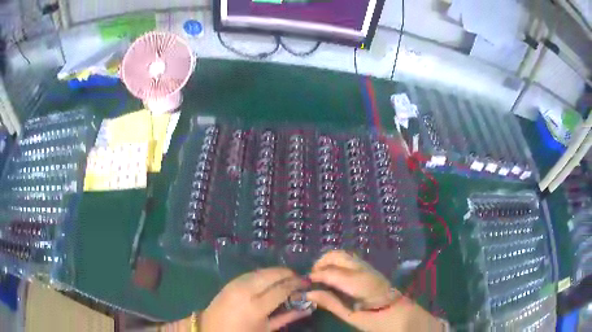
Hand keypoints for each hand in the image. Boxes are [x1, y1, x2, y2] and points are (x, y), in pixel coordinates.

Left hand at [200, 267, 311, 331]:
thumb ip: (287, 316)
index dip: (296, 284)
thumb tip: (308, 306)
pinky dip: (263, 274)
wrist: (211, 330)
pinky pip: (251, 274)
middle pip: (271, 275)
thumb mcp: (267, 329)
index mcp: (256, 307)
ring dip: (276, 272)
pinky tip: (270, 279)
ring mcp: (235, 285)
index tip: (307, 282)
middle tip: (299, 278)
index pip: (281, 289)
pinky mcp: (230, 282)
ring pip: (261, 271)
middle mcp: (245, 292)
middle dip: (288, 274)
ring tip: (286, 278)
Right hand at [306, 250, 437, 331]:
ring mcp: (369, 267)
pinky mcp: (370, 269)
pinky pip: (350, 260)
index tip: (304, 283)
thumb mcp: (352, 317)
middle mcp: (363, 270)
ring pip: (344, 254)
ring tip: (320, 276)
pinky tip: (334, 275)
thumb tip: (310, 294)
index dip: (315, 276)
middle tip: (312, 278)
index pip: (331, 272)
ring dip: (329, 260)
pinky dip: (337, 262)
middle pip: (338, 255)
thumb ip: (331, 303)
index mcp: (359, 283)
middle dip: (321, 262)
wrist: (402, 315)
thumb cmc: (378, 320)